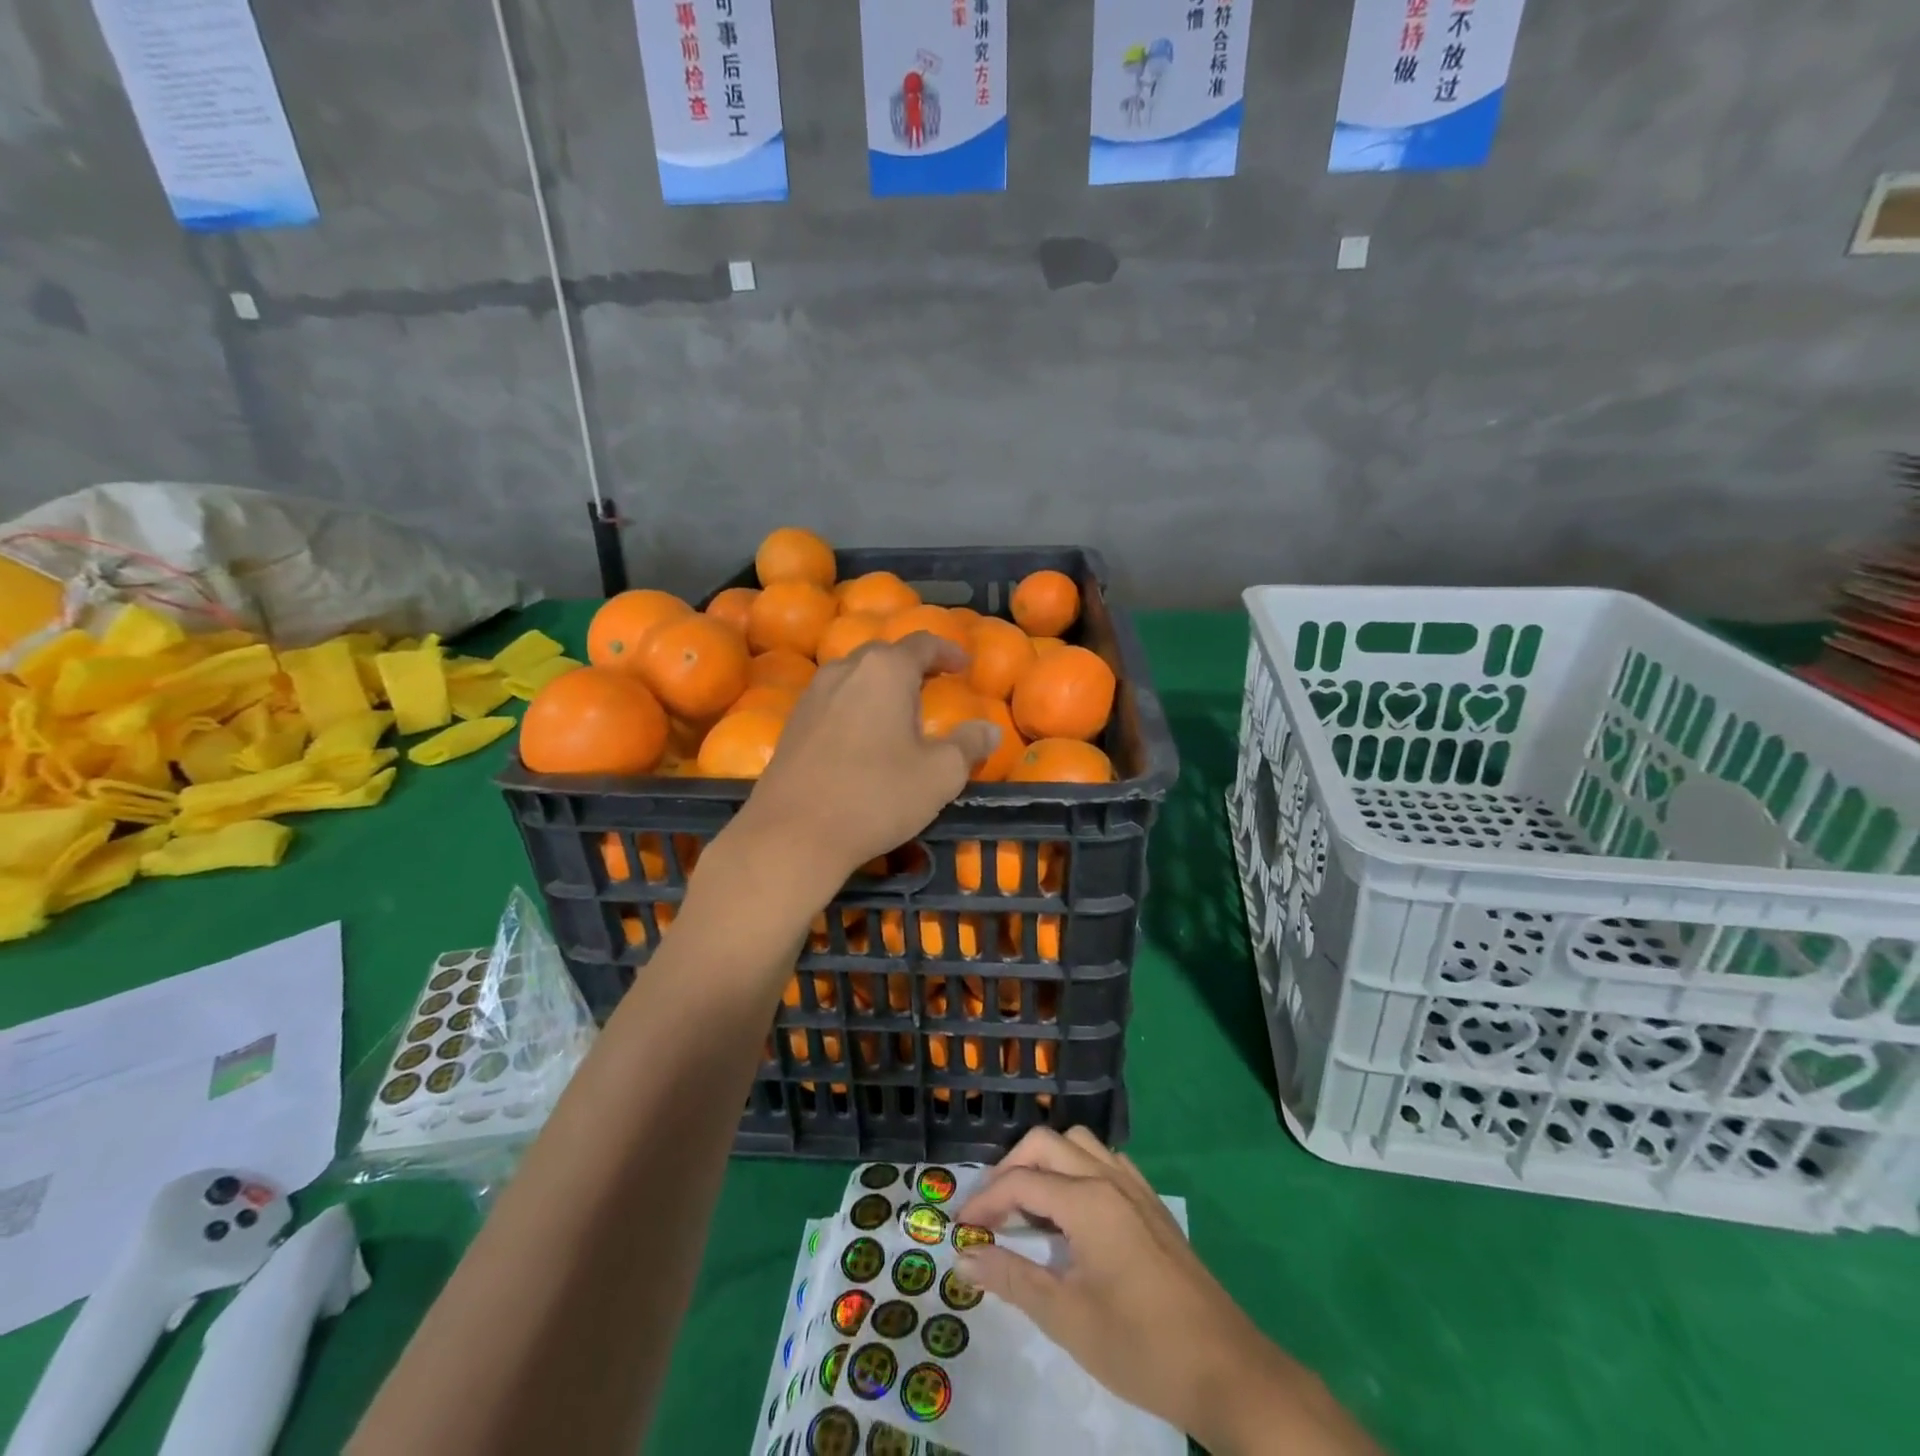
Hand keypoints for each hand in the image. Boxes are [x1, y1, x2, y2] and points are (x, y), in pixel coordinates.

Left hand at [726, 632, 998, 895]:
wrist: (792, 833)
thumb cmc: (876, 795)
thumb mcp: (940, 775)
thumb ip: (969, 745)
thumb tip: (990, 730)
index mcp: (885, 671)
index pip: (922, 644)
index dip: (947, 651)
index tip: (963, 664)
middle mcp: (845, 670)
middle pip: (884, 655)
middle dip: (912, 666)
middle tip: (933, 685)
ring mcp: (813, 695)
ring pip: (855, 677)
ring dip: (880, 687)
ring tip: (898, 712)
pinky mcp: (793, 724)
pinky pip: (834, 701)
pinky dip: (856, 707)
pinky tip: (863, 737)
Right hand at [955, 1128, 1379, 1455]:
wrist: (1226, 1370)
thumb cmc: (1141, 1347)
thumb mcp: (1068, 1319)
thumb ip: (1013, 1278)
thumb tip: (965, 1256)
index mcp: (1088, 1201)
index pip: (1021, 1181)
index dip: (984, 1200)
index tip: (961, 1227)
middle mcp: (1109, 1179)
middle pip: (1047, 1144)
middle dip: (1011, 1168)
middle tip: (992, 1210)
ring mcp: (1135, 1188)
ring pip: (1079, 1144)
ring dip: (1046, 1163)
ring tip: (1028, 1207)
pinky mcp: (1152, 1204)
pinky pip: (1106, 1162)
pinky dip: (1077, 1170)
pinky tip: (1073, 1212)